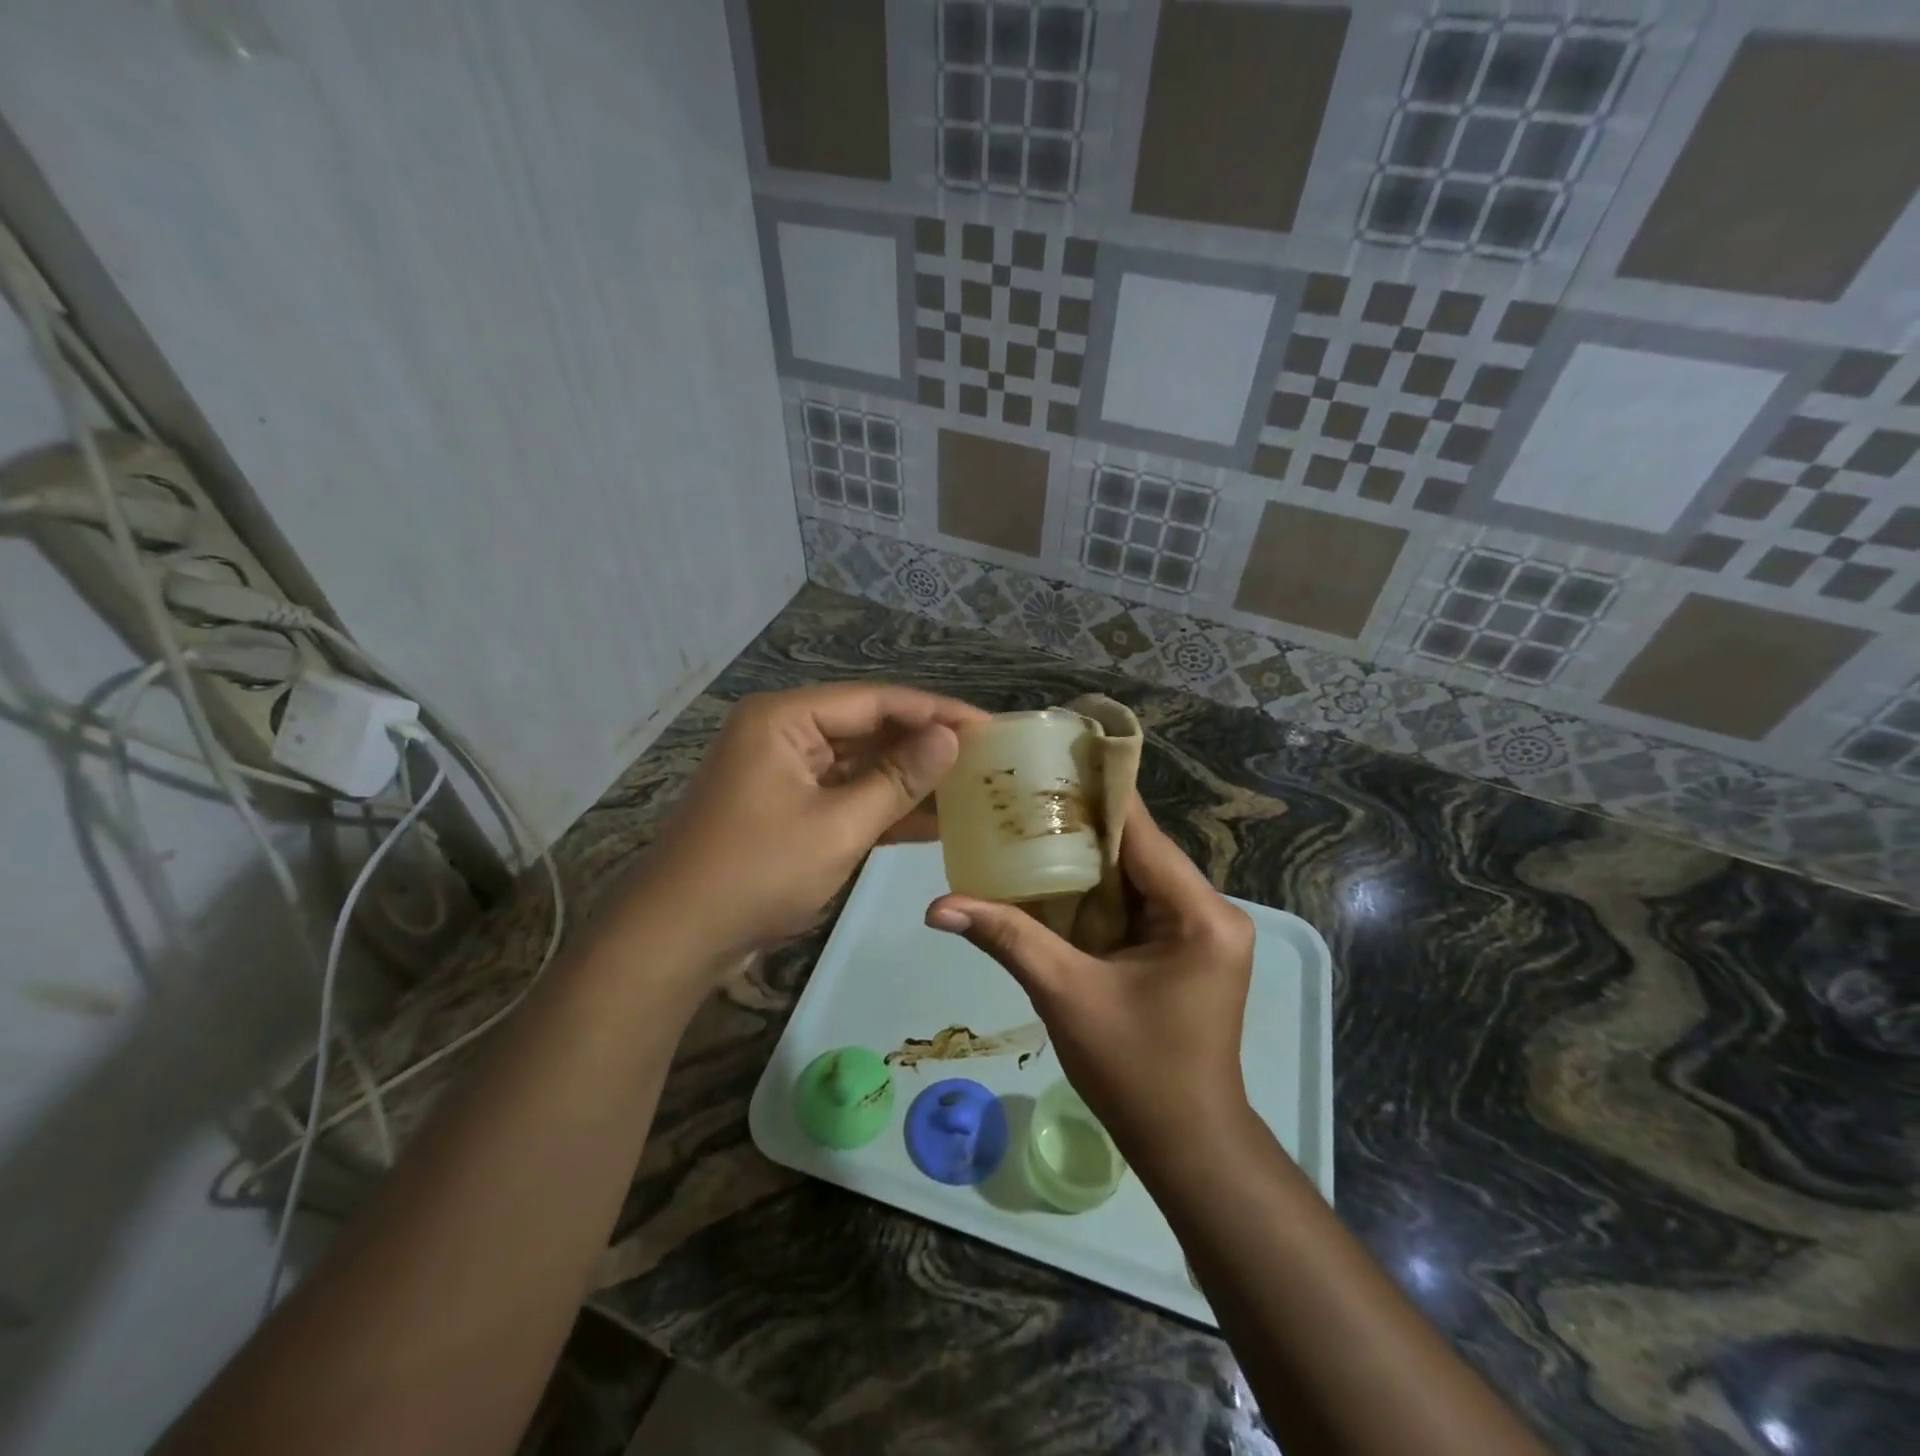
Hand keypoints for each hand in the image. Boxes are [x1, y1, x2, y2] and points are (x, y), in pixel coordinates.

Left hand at [640, 684, 987, 957]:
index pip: (877, 701)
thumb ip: (898, 780)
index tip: (990, 726)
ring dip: (909, 778)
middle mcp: (784, 733)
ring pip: (860, 765)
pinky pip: (845, 795)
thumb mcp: (837, 827)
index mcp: (786, 718)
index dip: (937, 712)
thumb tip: (951, 738)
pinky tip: (934, 819)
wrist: (676, 940)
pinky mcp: (788, 808)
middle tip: (987, 757)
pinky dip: (883, 807)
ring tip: (971, 785)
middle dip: (925, 745)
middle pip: (869, 728)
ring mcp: (785, 772)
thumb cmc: (756, 873)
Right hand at [924, 798, 1255, 1163]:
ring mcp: (1201, 929)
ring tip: (1027, 825)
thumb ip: (1008, 938)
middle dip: (1081, 825)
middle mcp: (1210, 909)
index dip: (1096, 792)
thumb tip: (938, 906)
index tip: (1048, 759)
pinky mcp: (1186, 947)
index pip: (1142, 831)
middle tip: (1022, 797)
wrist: (1187, 1145)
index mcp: (1198, 913)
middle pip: (1138, 849)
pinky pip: (1137, 903)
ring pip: (1135, 875)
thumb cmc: (1136, 1072)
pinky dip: (1097, 892)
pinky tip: (1051, 878)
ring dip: (1086, 858)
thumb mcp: (1066, 995)